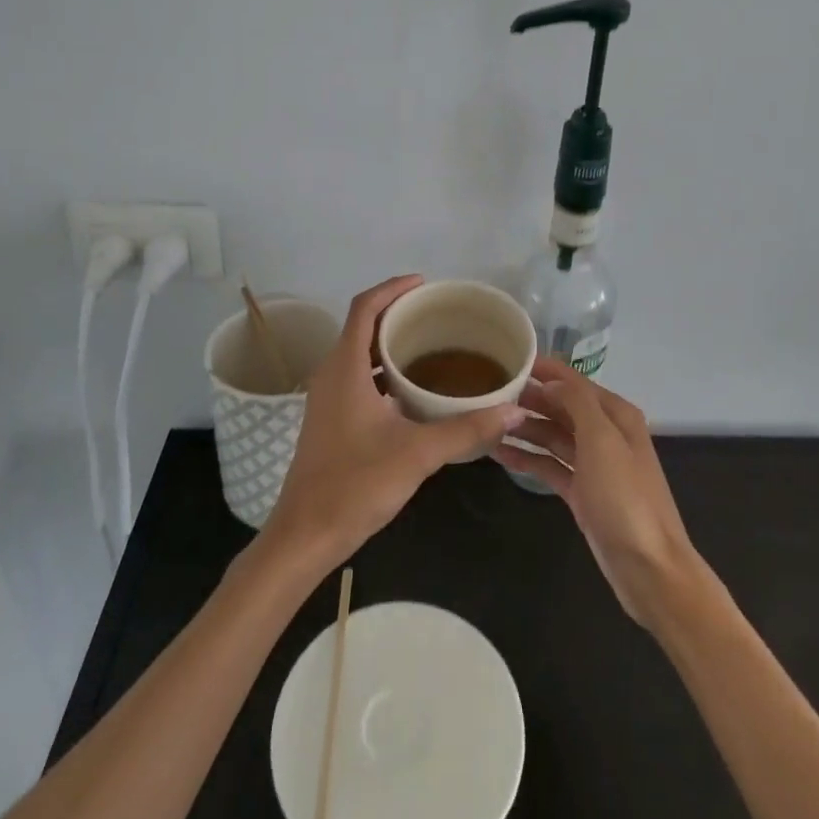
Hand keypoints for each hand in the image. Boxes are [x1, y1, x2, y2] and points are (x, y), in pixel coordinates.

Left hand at [261, 275, 526, 575]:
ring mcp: (326, 397)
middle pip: (361, 325)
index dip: (392, 288)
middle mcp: (331, 373)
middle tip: (436, 313)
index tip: (424, 284)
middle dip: (395, 312)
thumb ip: (466, 429)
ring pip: (357, 352)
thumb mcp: (417, 454)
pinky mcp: (329, 418)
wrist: (306, 534)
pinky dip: (381, 368)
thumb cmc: (355, 485)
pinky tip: (410, 388)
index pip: (364, 307)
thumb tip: (512, 411)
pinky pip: (356, 375)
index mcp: (345, 368)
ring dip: (388, 341)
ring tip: (429, 343)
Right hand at [490, 356, 700, 624]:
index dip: (542, 370)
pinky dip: (527, 459)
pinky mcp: (582, 492)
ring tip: (485, 421)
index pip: (572, 381)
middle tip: (487, 392)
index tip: (506, 360)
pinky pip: (549, 466)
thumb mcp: (602, 440)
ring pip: (552, 436)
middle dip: (528, 398)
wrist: (649, 569)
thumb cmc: (625, 497)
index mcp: (615, 415)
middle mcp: (605, 433)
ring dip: (523, 428)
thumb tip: (548, 382)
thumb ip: (576, 402)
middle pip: (560, 406)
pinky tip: (499, 453)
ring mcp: (593, 465)